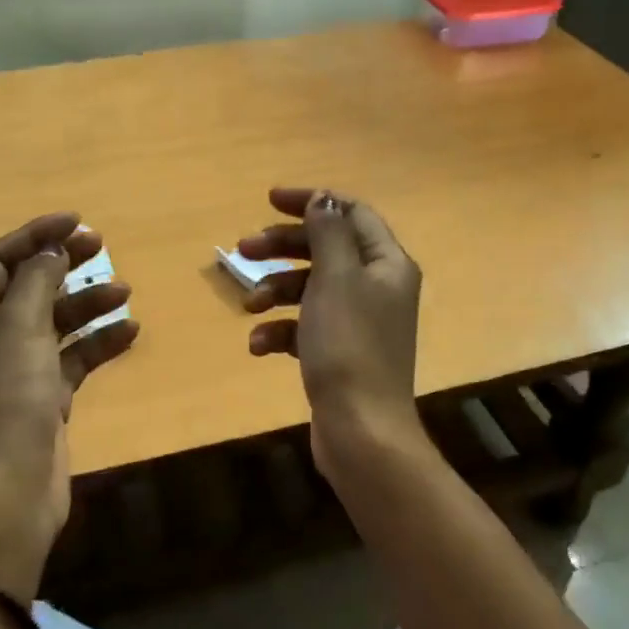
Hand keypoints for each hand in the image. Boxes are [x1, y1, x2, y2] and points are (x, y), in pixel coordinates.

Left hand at [0, 212, 137, 592]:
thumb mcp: (19, 329)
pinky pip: (73, 358)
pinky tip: (130, 332)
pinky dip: (98, 344)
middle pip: (27, 288)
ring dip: (87, 305)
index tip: (75, 221)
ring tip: (125, 293)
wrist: (9, 491)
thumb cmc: (5, 400)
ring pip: (54, 323)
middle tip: (101, 246)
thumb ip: (37, 281)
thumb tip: (52, 250)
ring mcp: (16, 371)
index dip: (34, 236)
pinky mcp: (44, 398)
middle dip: (63, 266)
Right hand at [239, 188, 424, 480]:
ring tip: (249, 306)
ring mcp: (357, 322)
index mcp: (386, 263)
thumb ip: (328, 233)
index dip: (311, 202)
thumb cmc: (348, 345)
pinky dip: (280, 331)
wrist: (359, 429)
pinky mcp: (338, 352)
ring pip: (310, 288)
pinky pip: (305, 327)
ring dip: (275, 291)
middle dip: (282, 248)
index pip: (351, 214)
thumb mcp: (335, 278)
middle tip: (242, 250)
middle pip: (325, 249)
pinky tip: (259, 347)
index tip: (268, 201)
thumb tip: (324, 199)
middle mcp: (377, 287)